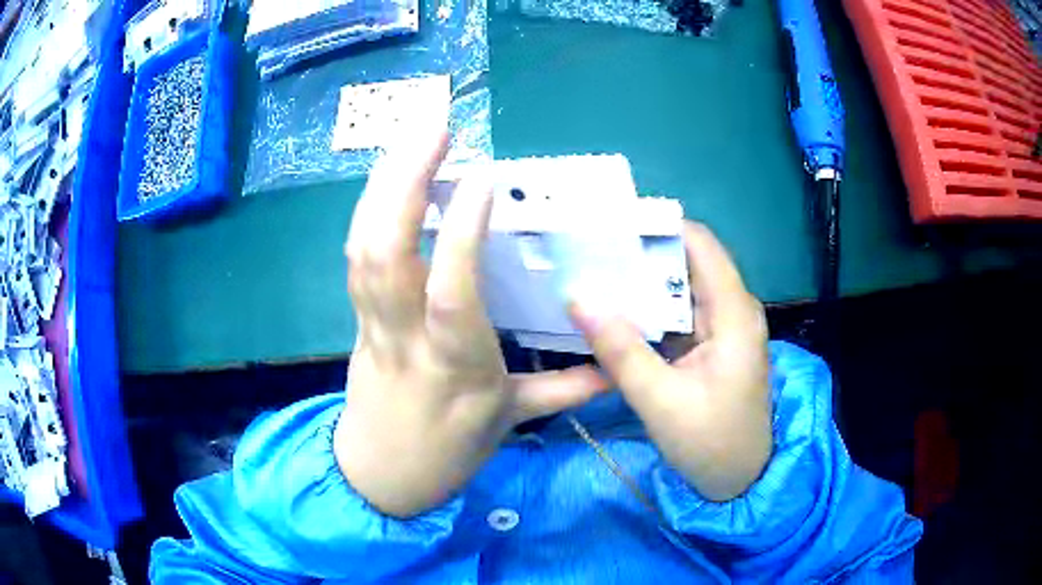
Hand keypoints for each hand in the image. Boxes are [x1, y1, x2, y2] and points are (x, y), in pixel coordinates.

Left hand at [334, 127, 607, 517]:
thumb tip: (614, 369)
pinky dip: (369, 209)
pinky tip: (389, 176)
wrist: (378, 476)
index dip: (461, 232)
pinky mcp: (356, 320)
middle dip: (403, 184)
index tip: (482, 176)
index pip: (451, 294)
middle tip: (434, 129)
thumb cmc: (446, 453)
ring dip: (382, 185)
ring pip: (363, 249)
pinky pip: (357, 256)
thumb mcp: (507, 423)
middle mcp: (406, 340)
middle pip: (387, 254)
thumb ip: (562, 391)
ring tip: (411, 138)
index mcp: (456, 369)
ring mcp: (372, 326)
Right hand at [570, 222, 771, 500]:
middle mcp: (733, 309)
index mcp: (733, 314)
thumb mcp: (661, 402)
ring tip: (593, 271)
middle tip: (588, 248)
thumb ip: (621, 351)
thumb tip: (578, 299)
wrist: (741, 480)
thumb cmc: (710, 444)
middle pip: (688, 259)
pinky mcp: (713, 343)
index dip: (656, 225)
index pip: (699, 243)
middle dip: (641, 250)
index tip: (608, 222)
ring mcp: (724, 326)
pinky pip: (679, 311)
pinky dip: (648, 307)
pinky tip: (615, 309)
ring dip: (641, 279)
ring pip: (681, 285)